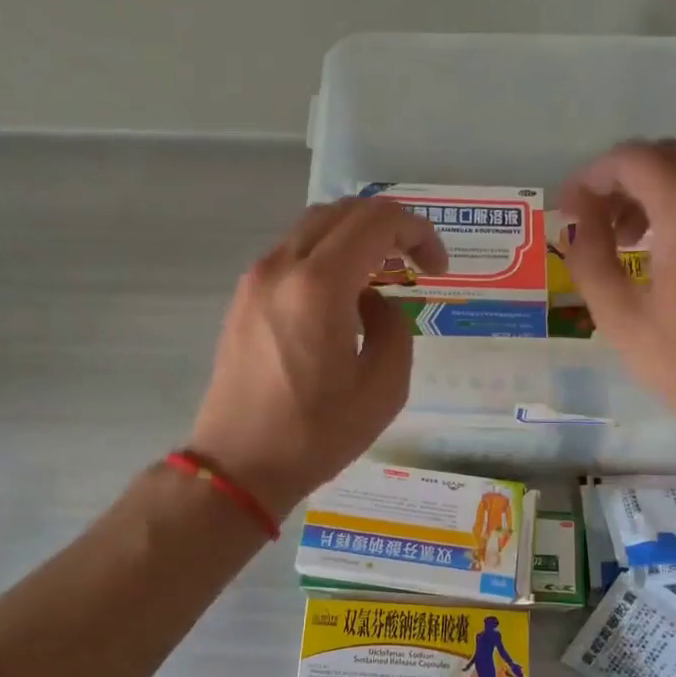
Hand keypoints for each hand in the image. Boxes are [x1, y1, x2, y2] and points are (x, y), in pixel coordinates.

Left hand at [187, 197, 447, 516]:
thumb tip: (376, 302)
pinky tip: (342, 297)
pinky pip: (292, 253)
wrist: (239, 465)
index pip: (378, 220)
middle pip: (343, 211)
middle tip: (414, 265)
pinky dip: (326, 256)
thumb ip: (394, 326)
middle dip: (388, 227)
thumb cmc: (316, 434)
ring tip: (381, 278)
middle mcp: (281, 267)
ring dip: (355, 239)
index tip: (437, 269)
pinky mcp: (243, 297)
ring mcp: (255, 279)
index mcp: (319, 286)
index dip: (419, 233)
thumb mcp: (384, 388)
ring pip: (313, 227)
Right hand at [557, 139, 675, 457]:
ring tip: (627, 242)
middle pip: (664, 156)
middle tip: (593, 225)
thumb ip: (589, 257)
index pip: (631, 158)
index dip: (590, 177)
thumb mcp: (619, 315)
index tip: (568, 213)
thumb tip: (577, 220)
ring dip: (651, 192)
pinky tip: (665, 253)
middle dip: (620, 181)